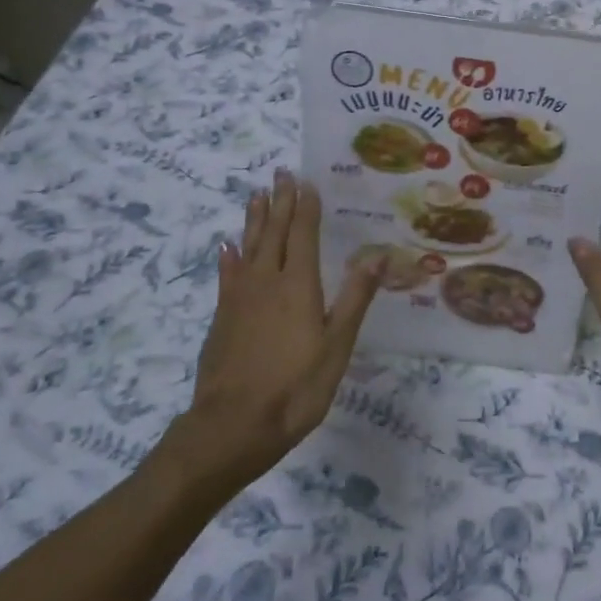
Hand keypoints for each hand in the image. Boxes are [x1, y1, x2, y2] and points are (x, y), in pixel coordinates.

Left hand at [169, 170, 383, 485]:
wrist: (231, 427)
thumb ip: (355, 298)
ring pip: (248, 247)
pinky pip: (227, 275)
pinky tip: (226, 247)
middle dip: (280, 201)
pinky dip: (229, 257)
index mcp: (298, 285)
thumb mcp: (337, 346)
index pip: (303, 234)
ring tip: (256, 195)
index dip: (306, 207)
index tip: (306, 180)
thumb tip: (378, 255)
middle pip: (274, 233)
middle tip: (280, 172)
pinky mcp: (222, 318)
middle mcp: (267, 281)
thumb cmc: (295, 388)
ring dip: (254, 219)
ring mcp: (240, 299)